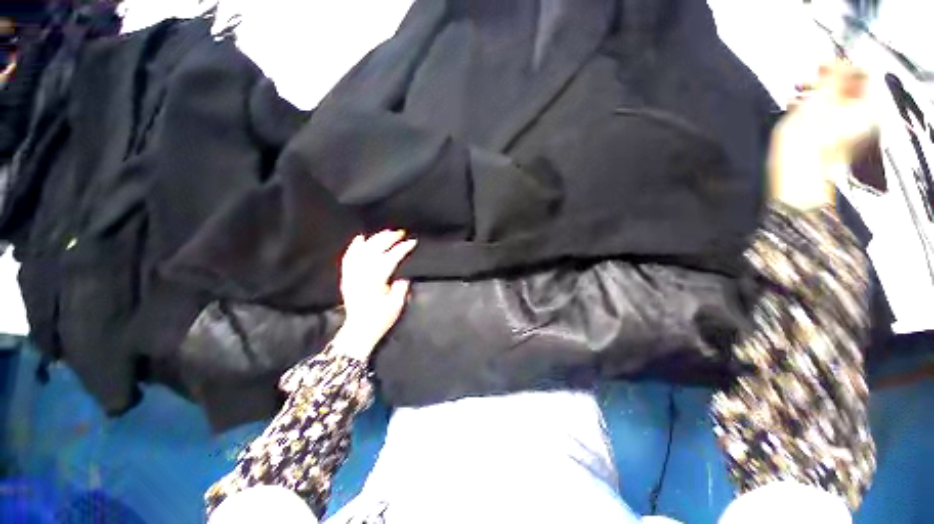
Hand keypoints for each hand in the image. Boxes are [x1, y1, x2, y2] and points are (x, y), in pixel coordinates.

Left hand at [331, 230, 416, 360]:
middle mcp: (362, 274)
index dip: (402, 248)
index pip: (390, 258)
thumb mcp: (396, 305)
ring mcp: (352, 274)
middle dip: (389, 238)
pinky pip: (348, 257)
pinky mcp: (347, 277)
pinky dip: (355, 246)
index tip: (412, 242)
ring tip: (386, 233)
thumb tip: (403, 275)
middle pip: (375, 249)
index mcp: (375, 280)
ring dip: (375, 239)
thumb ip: (401, 287)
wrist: (359, 330)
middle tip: (400, 233)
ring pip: (362, 250)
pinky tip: (361, 238)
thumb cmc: (379, 319)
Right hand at [769, 61, 879, 210]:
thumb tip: (836, 61)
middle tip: (806, 80)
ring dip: (817, 96)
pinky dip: (815, 110)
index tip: (821, 64)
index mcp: (868, 107)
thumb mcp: (819, 100)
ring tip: (797, 95)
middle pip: (850, 89)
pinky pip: (830, 118)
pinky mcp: (835, 142)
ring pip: (837, 103)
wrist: (795, 176)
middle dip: (827, 82)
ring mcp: (851, 132)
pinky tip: (798, 111)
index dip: (841, 65)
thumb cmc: (806, 141)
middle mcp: (865, 119)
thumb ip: (832, 76)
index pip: (862, 74)